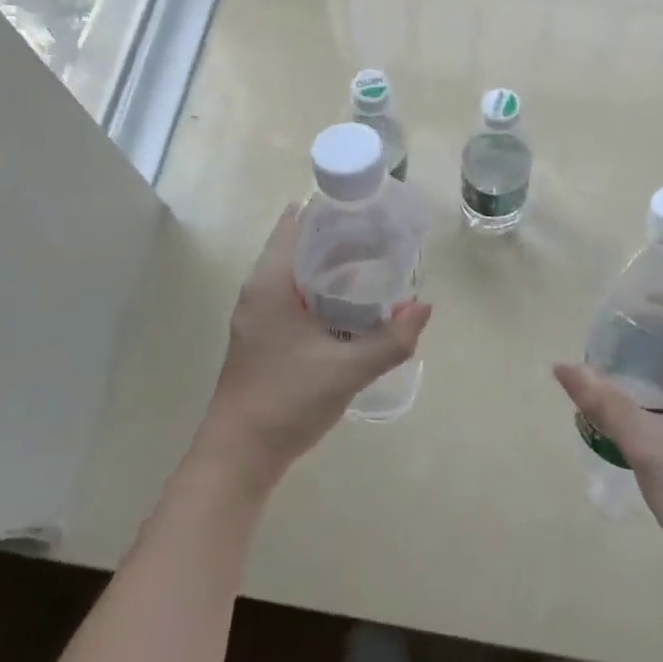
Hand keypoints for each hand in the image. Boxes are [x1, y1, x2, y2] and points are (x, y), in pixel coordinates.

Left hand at [193, 205, 432, 495]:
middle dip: (340, 236)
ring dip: (331, 265)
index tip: (368, 205)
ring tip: (375, 263)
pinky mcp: (263, 336)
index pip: (297, 222)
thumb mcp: (347, 370)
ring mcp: (258, 314)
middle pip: (300, 244)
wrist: (238, 456)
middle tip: (383, 234)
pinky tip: (352, 304)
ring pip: (298, 272)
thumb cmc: (286, 401)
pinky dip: (322, 289)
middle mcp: (259, 290)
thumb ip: (391, 339)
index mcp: (270, 282)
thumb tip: (424, 307)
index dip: (331, 208)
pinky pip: (295, 295)